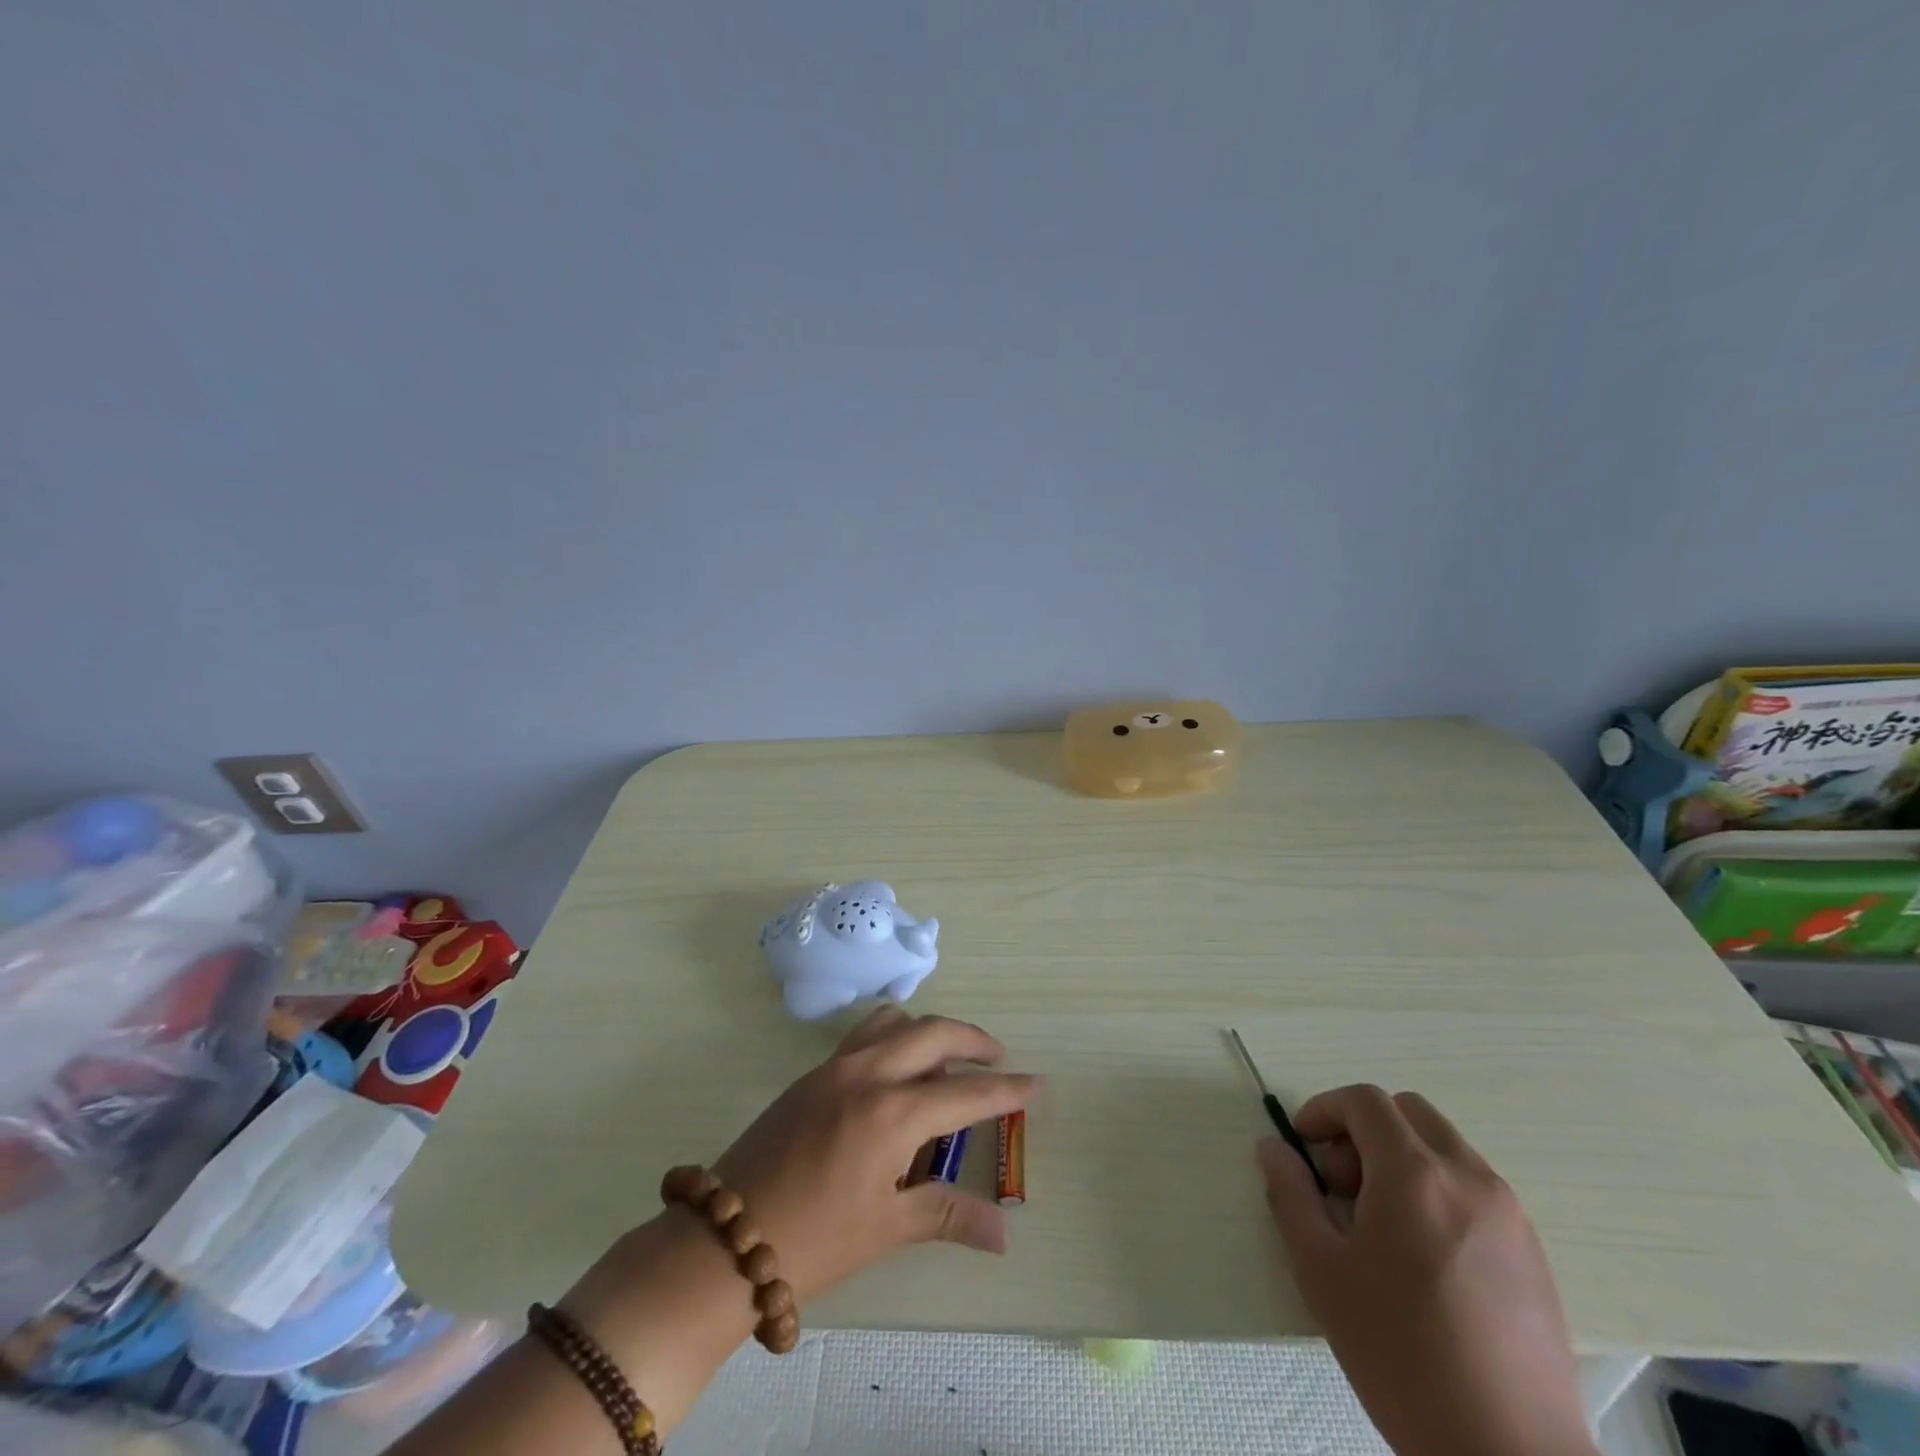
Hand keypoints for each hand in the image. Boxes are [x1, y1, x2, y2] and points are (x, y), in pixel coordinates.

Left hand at [711, 1005, 1037, 1303]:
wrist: (725, 1239)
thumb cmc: (814, 1241)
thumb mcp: (887, 1228)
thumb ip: (948, 1215)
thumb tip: (1003, 1233)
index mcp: (893, 1114)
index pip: (966, 1093)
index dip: (1007, 1090)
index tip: (1038, 1083)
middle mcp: (868, 1074)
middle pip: (934, 1033)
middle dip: (973, 1041)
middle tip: (997, 1059)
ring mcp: (836, 1066)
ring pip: (895, 1021)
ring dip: (929, 1030)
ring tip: (947, 1057)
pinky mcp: (812, 1072)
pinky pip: (864, 1034)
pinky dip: (894, 1036)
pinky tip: (897, 1068)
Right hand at [1258, 1086, 1596, 1455]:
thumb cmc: (1401, 1355)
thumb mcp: (1321, 1270)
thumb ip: (1290, 1194)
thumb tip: (1274, 1148)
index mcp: (1415, 1174)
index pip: (1364, 1101)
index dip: (1324, 1109)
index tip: (1304, 1147)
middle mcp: (1468, 1177)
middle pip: (1408, 1112)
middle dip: (1364, 1130)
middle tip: (1342, 1185)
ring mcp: (1509, 1214)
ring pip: (1443, 1148)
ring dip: (1401, 1159)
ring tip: (1380, 1226)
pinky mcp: (1533, 1252)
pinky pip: (1473, 1188)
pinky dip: (1437, 1190)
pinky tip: (1423, 1257)